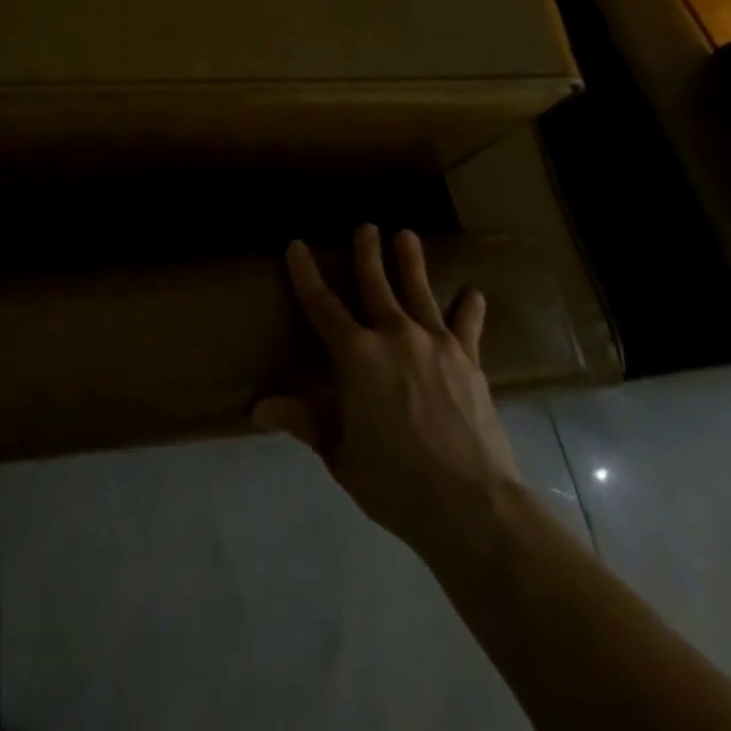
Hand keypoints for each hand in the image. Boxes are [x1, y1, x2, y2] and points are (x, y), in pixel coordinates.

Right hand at [253, 225, 523, 555]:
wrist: (471, 504)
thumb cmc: (395, 481)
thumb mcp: (339, 453)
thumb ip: (303, 421)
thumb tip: (257, 408)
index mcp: (356, 355)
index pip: (321, 304)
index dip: (306, 273)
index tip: (296, 245)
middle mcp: (393, 335)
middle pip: (375, 284)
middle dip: (367, 253)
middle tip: (365, 226)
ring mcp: (435, 344)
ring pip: (419, 292)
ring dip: (411, 262)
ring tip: (407, 236)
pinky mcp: (469, 361)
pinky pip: (467, 327)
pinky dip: (468, 309)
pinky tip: (473, 293)